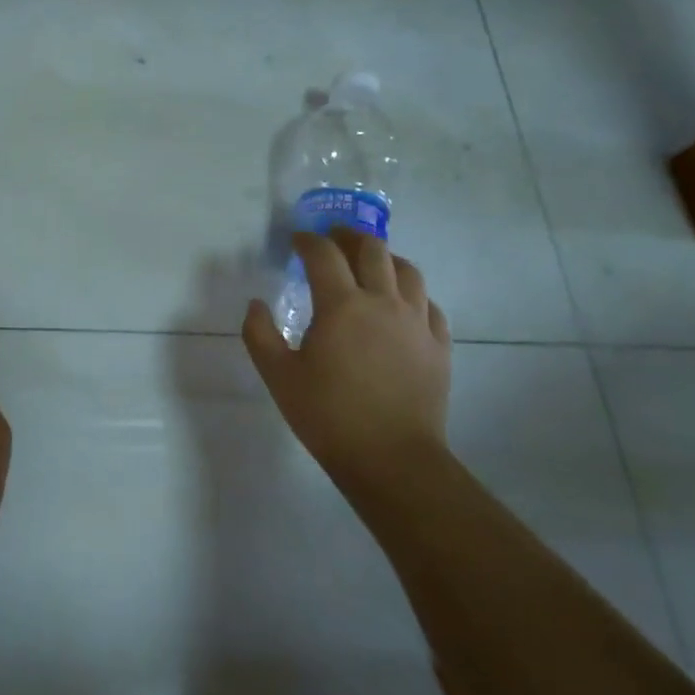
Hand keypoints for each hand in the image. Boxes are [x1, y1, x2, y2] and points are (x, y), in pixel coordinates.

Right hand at [242, 228, 451, 496]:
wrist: (391, 458)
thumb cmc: (328, 415)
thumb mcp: (278, 376)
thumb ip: (259, 334)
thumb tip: (256, 304)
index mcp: (342, 305)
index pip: (324, 255)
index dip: (308, 241)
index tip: (297, 240)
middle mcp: (384, 302)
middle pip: (373, 250)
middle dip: (349, 237)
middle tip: (333, 239)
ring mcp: (417, 323)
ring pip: (408, 271)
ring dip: (385, 258)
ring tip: (370, 263)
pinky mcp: (438, 345)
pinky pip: (428, 304)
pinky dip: (411, 293)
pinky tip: (401, 304)